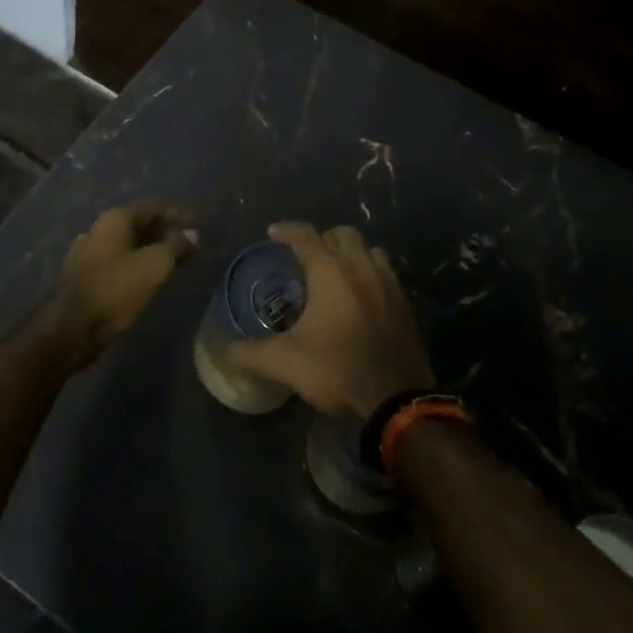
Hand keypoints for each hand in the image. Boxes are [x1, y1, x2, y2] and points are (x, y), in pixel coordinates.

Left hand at [42, 200, 197, 367]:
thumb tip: (192, 234)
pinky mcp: (85, 277)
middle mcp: (99, 230)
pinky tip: (150, 277)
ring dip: (152, 250)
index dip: (178, 214)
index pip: (153, 206)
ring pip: (128, 245)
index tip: (199, 224)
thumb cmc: (117, 288)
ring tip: (174, 261)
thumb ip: (176, 245)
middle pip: (139, 224)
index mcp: (114, 219)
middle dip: (166, 232)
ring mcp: (88, 253)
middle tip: (190, 244)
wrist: (73, 328)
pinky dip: (138, 264)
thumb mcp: (155, 265)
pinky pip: (119, 262)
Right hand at [227, 222, 434, 418]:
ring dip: (352, 253)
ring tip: (338, 272)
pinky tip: (362, 297)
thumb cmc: (337, 370)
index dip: (287, 230)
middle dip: (324, 238)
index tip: (273, 232)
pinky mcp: (406, 305)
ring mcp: (389, 285)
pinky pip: (387, 274)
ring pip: (370, 250)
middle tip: (308, 257)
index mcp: (331, 272)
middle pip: (343, 234)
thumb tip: (226, 350)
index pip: (306, 237)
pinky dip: (371, 274)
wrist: (396, 401)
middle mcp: (361, 268)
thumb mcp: (285, 363)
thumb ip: (251, 353)